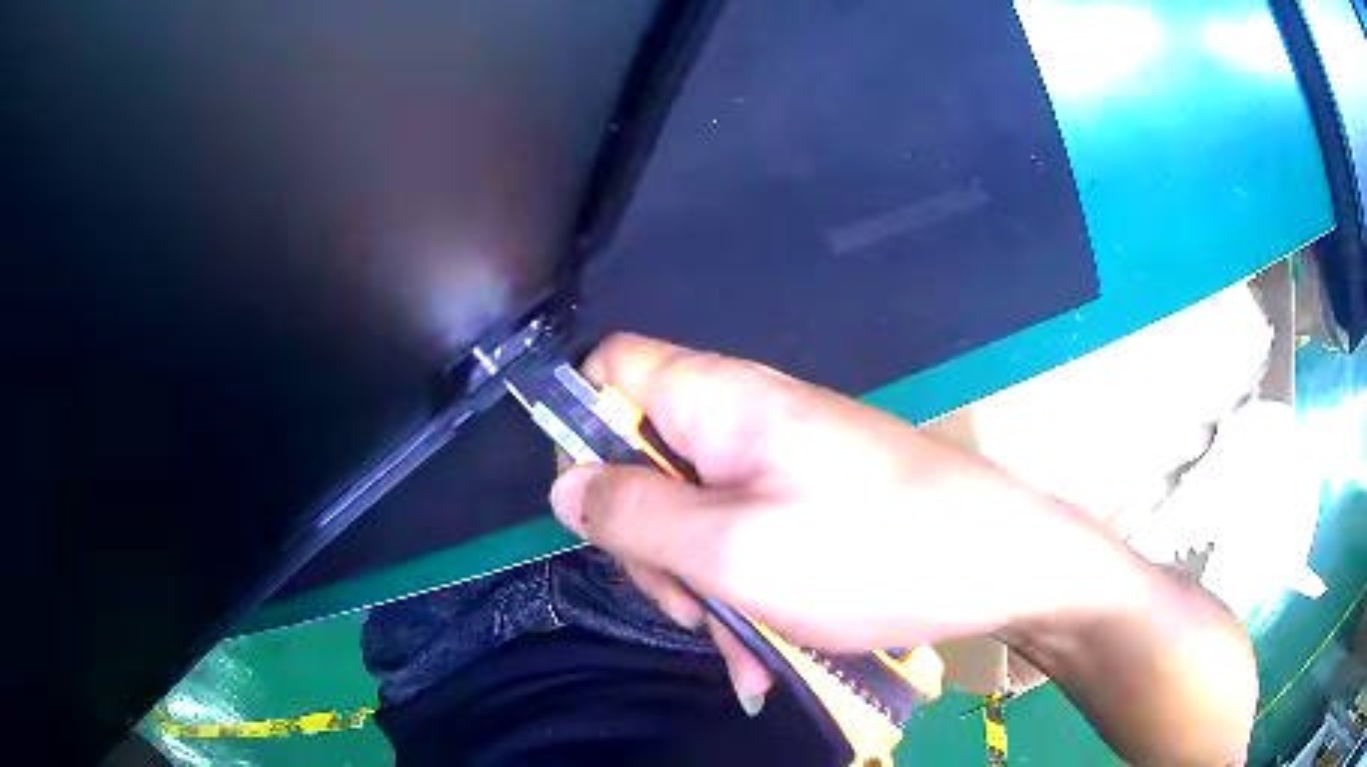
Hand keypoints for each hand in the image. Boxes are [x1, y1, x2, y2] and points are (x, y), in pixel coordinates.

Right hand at [549, 334, 1129, 704]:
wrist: (1001, 565)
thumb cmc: (871, 553)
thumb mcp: (732, 551)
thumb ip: (633, 517)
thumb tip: (562, 486)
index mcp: (719, 400)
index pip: (611, 369)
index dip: (584, 425)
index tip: (599, 509)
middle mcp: (744, 417)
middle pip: (645, 458)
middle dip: (650, 539)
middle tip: (686, 605)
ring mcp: (780, 462)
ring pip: (695, 512)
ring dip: (700, 583)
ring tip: (738, 648)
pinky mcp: (810, 501)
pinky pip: (745, 538)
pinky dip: (742, 592)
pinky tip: (762, 653)